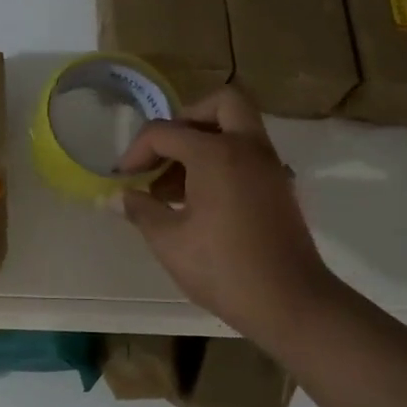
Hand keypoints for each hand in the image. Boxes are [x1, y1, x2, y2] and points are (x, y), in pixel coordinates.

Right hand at [115, 86, 340, 341]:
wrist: (291, 304)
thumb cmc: (224, 269)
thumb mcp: (169, 241)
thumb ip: (140, 210)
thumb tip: (115, 196)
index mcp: (216, 154)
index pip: (165, 131)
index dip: (136, 151)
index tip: (124, 179)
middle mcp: (247, 147)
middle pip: (220, 103)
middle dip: (185, 118)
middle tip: (164, 153)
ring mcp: (269, 165)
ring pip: (236, 126)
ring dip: (203, 141)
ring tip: (172, 186)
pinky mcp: (279, 186)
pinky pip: (247, 152)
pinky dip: (221, 160)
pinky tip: (198, 201)